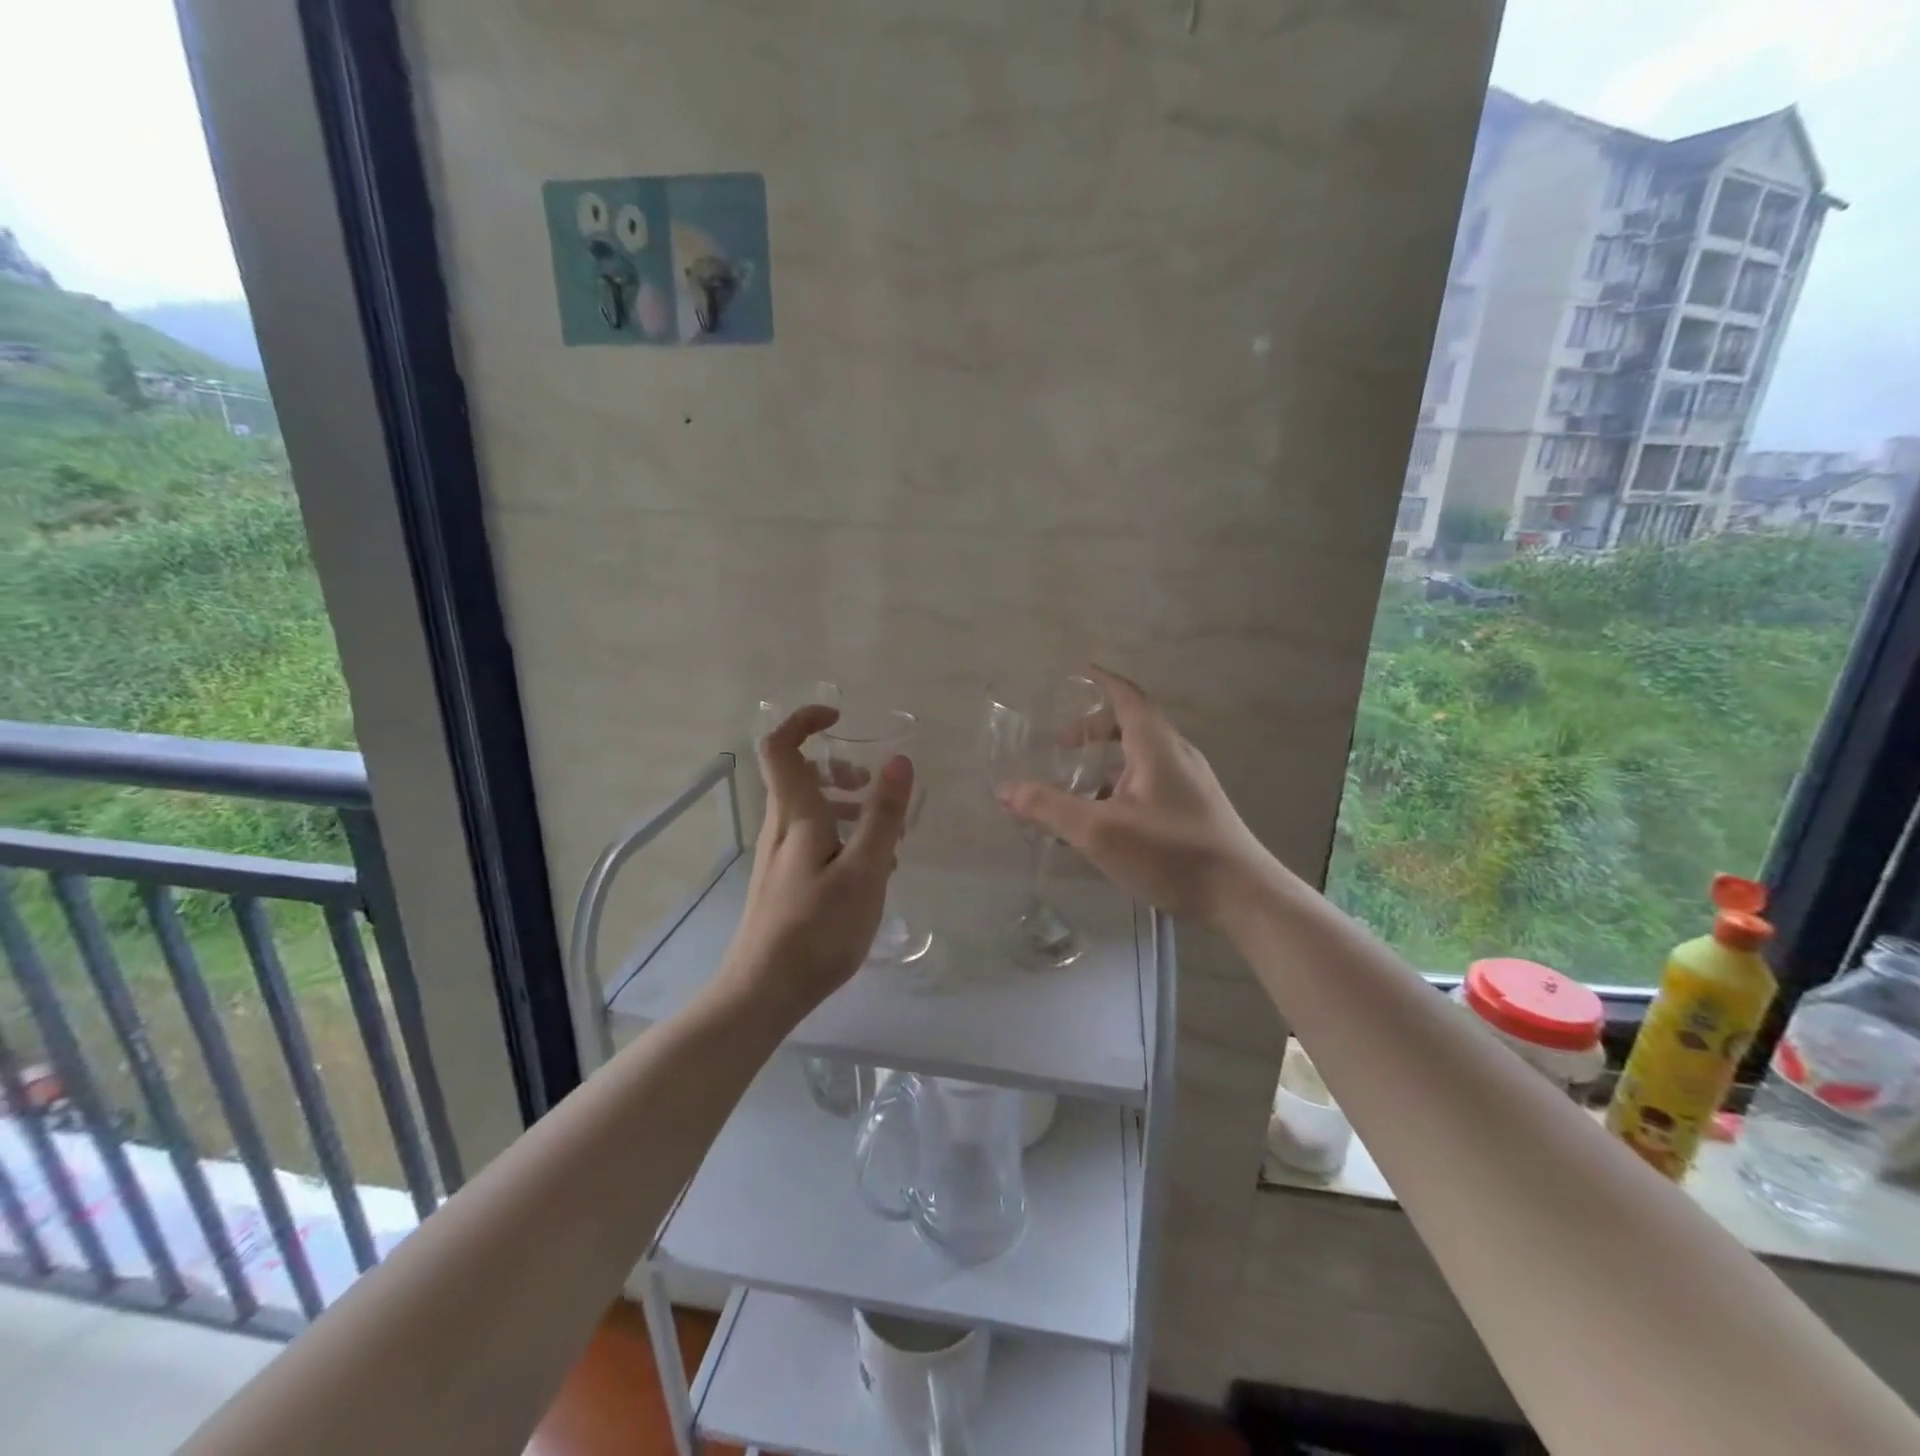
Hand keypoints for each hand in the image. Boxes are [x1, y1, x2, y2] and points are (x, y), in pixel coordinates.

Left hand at [719, 704, 913, 1016]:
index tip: (840, 718)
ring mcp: (778, 857)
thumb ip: (882, 815)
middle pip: (798, 776)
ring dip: (845, 806)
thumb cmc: (817, 929)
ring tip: (885, 835)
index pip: (781, 747)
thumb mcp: (864, 870)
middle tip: (873, 787)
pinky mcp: (783, 882)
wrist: (762, 992)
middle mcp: (780, 827)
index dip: (804, 720)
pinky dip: (841, 837)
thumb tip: (898, 759)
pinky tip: (869, 872)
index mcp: (795, 815)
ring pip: (809, 810)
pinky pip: (812, 840)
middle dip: (839, 769)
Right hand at [999, 667, 1264, 923]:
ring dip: (1106, 763)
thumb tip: (1006, 790)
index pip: (1127, 696)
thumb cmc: (1171, 853)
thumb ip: (1050, 808)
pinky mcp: (1196, 811)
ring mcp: (1191, 784)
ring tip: (1075, 788)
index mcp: (1157, 746)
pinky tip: (1106, 823)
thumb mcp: (1099, 831)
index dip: (1100, 682)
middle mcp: (1176, 756)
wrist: (1243, 897)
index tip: (1075, 673)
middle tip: (1061, 743)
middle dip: (1094, 728)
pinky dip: (1121, 788)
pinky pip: (1150, 784)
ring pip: (1141, 759)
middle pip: (1132, 725)